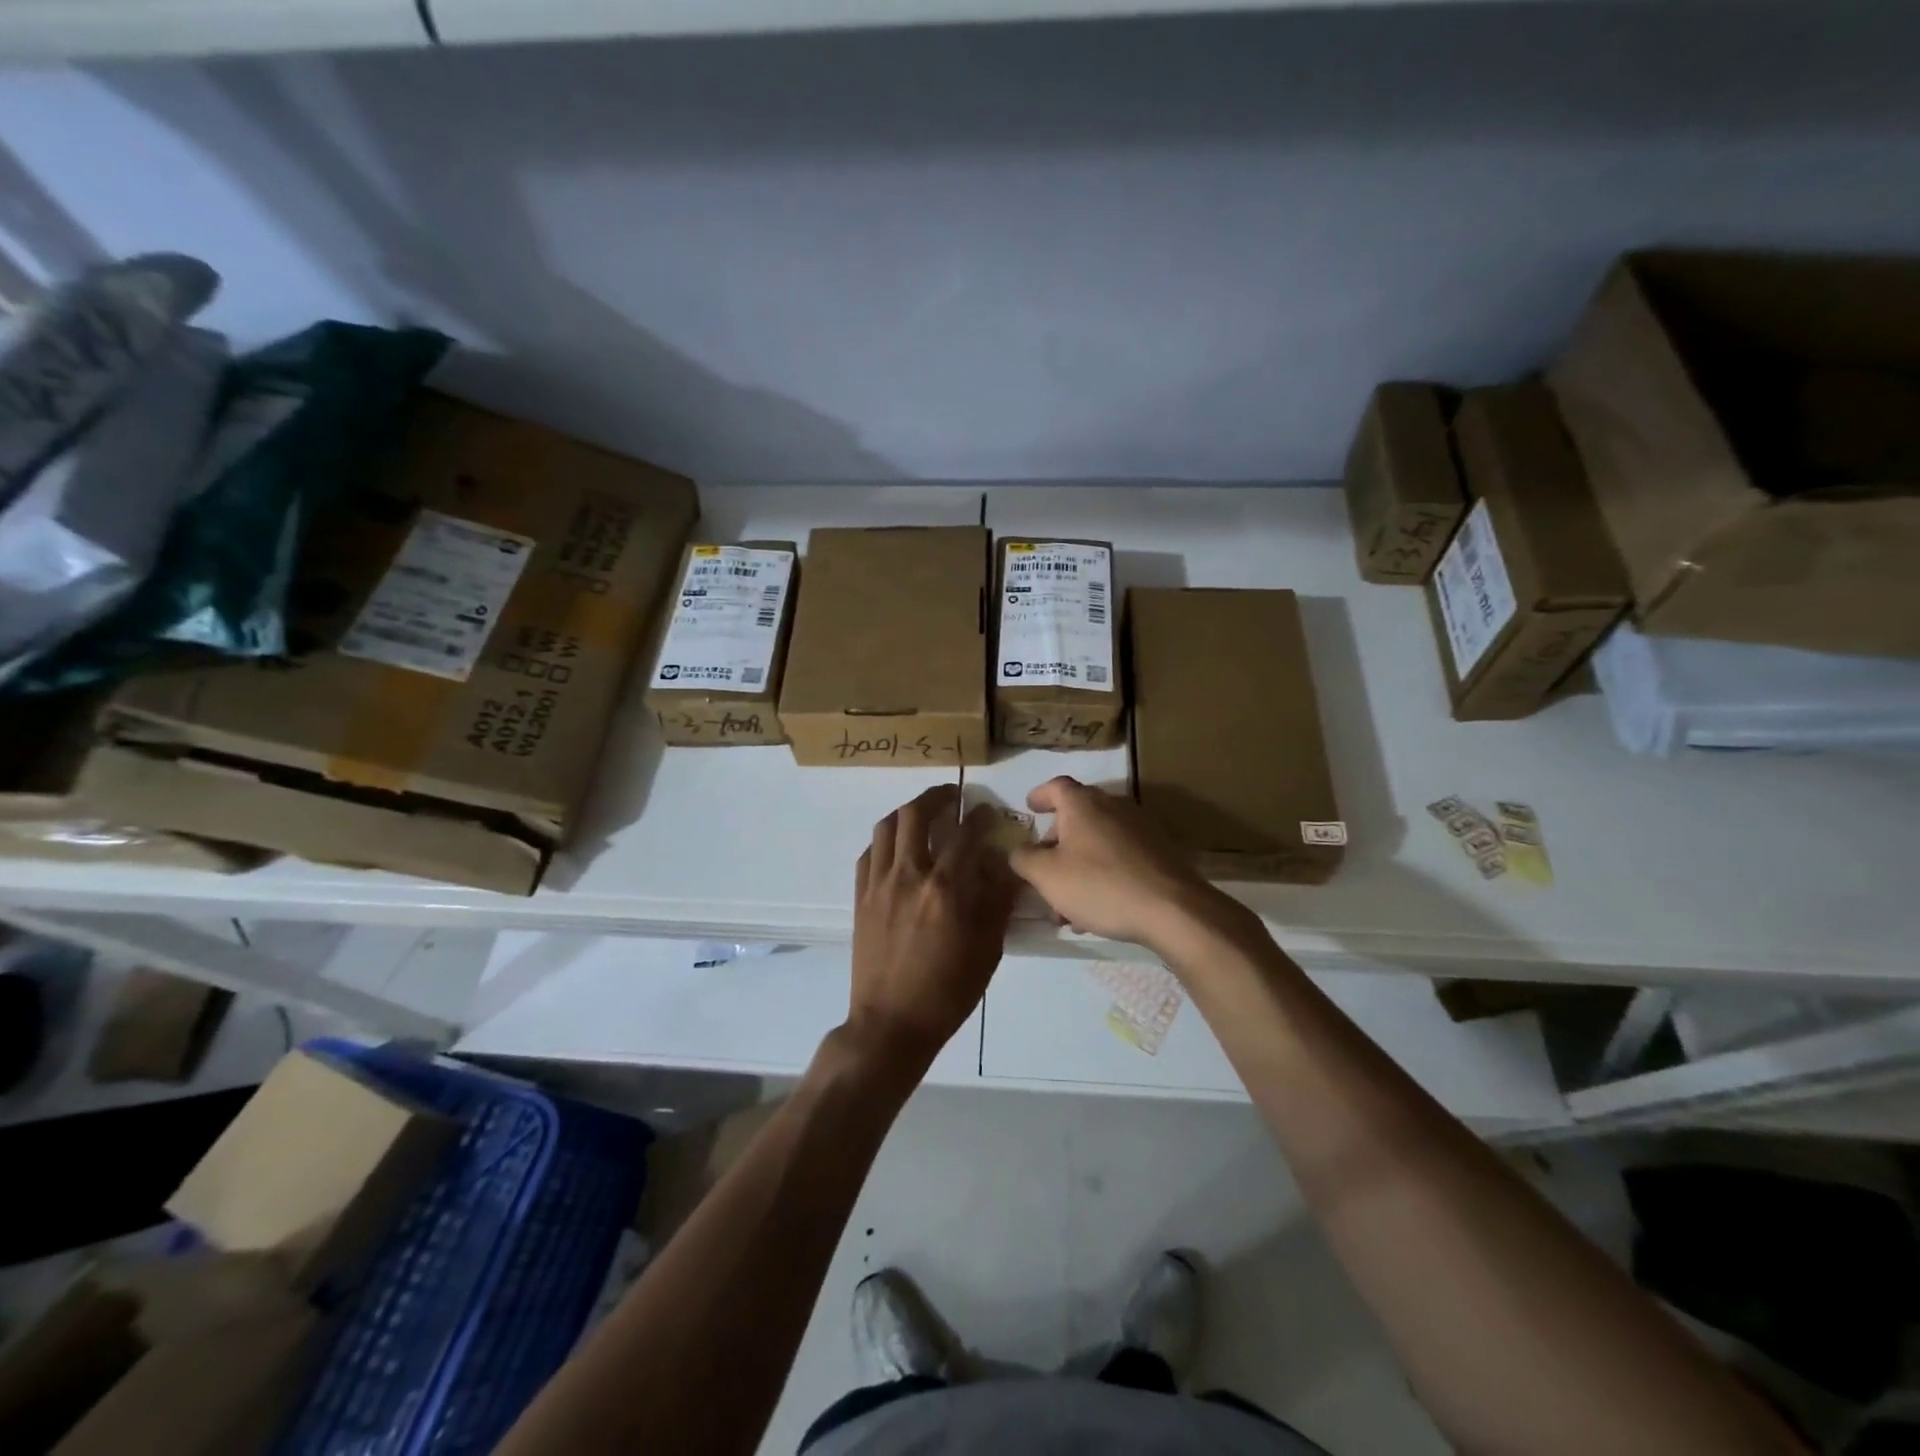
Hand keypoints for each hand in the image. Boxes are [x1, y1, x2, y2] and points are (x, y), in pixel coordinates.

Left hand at [848, 784, 1017, 1066]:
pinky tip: (898, 848)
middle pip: (916, 814)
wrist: (891, 1023)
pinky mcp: (860, 897)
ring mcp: (878, 884)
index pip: (965, 834)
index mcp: (944, 888)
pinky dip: (886, 840)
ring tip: (923, 813)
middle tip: (952, 796)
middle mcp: (908, 875)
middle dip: (937, 796)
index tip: (988, 811)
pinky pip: (869, 853)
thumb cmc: (948, 991)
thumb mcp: (987, 950)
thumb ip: (997, 902)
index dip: (980, 816)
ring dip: (907, 811)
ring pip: (886, 826)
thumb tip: (1006, 867)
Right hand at [1008, 776, 1230, 951]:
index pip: (1056, 786)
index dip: (1040, 795)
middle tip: (1043, 874)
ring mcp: (1140, 828)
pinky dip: (1102, 874)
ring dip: (1077, 867)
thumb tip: (1020, 851)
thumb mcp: (1047, 876)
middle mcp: (1113, 807)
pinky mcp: (1158, 852)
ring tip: (1067, 907)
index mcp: (1083, 805)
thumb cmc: (1100, 885)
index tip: (1030, 807)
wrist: (1172, 909)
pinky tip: (1096, 910)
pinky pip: (1119, 857)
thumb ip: (1025, 859)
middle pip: (1076, 817)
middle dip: (1055, 845)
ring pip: (1097, 843)